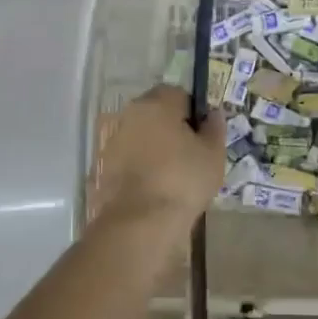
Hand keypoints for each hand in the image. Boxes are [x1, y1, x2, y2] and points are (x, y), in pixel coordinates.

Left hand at [91, 86, 226, 239]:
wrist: (140, 223)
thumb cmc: (183, 180)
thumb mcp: (213, 153)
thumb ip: (215, 127)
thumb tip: (212, 114)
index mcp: (157, 103)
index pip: (179, 94)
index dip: (194, 113)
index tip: (203, 136)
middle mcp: (130, 114)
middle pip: (156, 113)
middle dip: (172, 127)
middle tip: (190, 155)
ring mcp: (112, 140)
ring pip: (140, 136)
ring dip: (154, 147)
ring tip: (172, 175)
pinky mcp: (102, 166)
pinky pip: (128, 158)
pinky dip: (140, 166)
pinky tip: (154, 188)